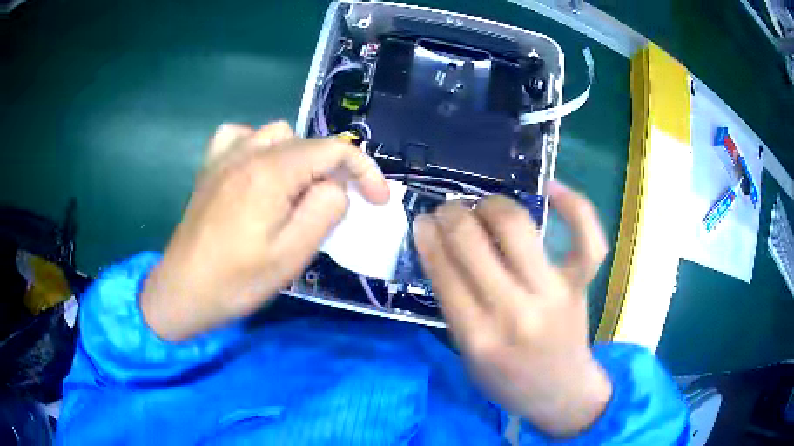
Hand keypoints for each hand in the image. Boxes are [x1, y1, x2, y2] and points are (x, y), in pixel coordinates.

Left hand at [141, 122, 388, 340]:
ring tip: (295, 192)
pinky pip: (242, 136)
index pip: (334, 149)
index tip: (377, 200)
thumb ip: (325, 210)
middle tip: (331, 209)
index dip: (364, 170)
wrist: (183, 290)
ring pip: (278, 134)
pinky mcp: (211, 166)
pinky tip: (258, 170)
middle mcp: (248, 152)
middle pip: (308, 142)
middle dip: (332, 170)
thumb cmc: (236, 281)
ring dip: (298, 158)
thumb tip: (337, 186)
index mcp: (271, 172)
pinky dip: (260, 146)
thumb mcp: (292, 255)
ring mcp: (225, 156)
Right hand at [413, 182, 611, 436]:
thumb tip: (439, 249)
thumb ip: (454, 307)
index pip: (444, 271)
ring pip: (518, 227)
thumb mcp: (468, 355)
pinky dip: (575, 207)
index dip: (429, 237)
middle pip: (474, 242)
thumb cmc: (508, 380)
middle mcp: (516, 312)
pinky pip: (586, 239)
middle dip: (452, 215)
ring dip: (492, 205)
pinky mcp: (580, 285)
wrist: (560, 393)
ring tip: (484, 206)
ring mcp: (553, 294)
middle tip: (448, 211)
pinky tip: (552, 189)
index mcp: (479, 337)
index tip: (423, 221)